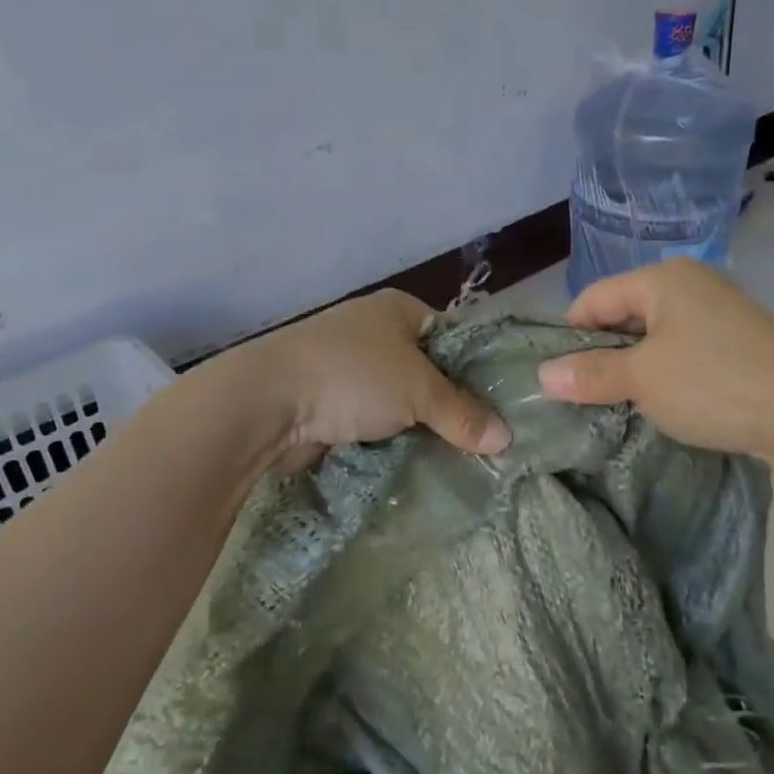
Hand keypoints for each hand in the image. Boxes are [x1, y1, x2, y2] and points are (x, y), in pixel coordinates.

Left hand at [240, 290, 510, 472]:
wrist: (267, 402)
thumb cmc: (352, 376)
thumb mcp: (418, 391)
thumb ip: (463, 413)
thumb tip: (506, 439)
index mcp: (398, 309)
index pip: (453, 336)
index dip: (478, 368)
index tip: (503, 406)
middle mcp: (374, 332)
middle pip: (427, 372)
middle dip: (450, 405)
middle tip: (486, 441)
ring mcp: (349, 368)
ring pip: (400, 401)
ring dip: (419, 427)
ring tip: (459, 458)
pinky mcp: (330, 402)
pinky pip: (373, 422)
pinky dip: (391, 440)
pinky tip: (417, 464)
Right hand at [536, 259, 773, 467]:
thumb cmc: (713, 385)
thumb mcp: (641, 380)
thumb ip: (590, 373)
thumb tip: (543, 376)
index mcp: (664, 278)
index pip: (594, 298)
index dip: (570, 335)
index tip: (558, 376)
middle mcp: (691, 283)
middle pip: (624, 314)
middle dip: (602, 353)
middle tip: (586, 394)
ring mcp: (719, 312)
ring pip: (653, 336)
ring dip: (633, 367)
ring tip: (620, 402)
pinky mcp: (738, 342)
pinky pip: (683, 350)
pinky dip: (664, 372)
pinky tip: (662, 402)